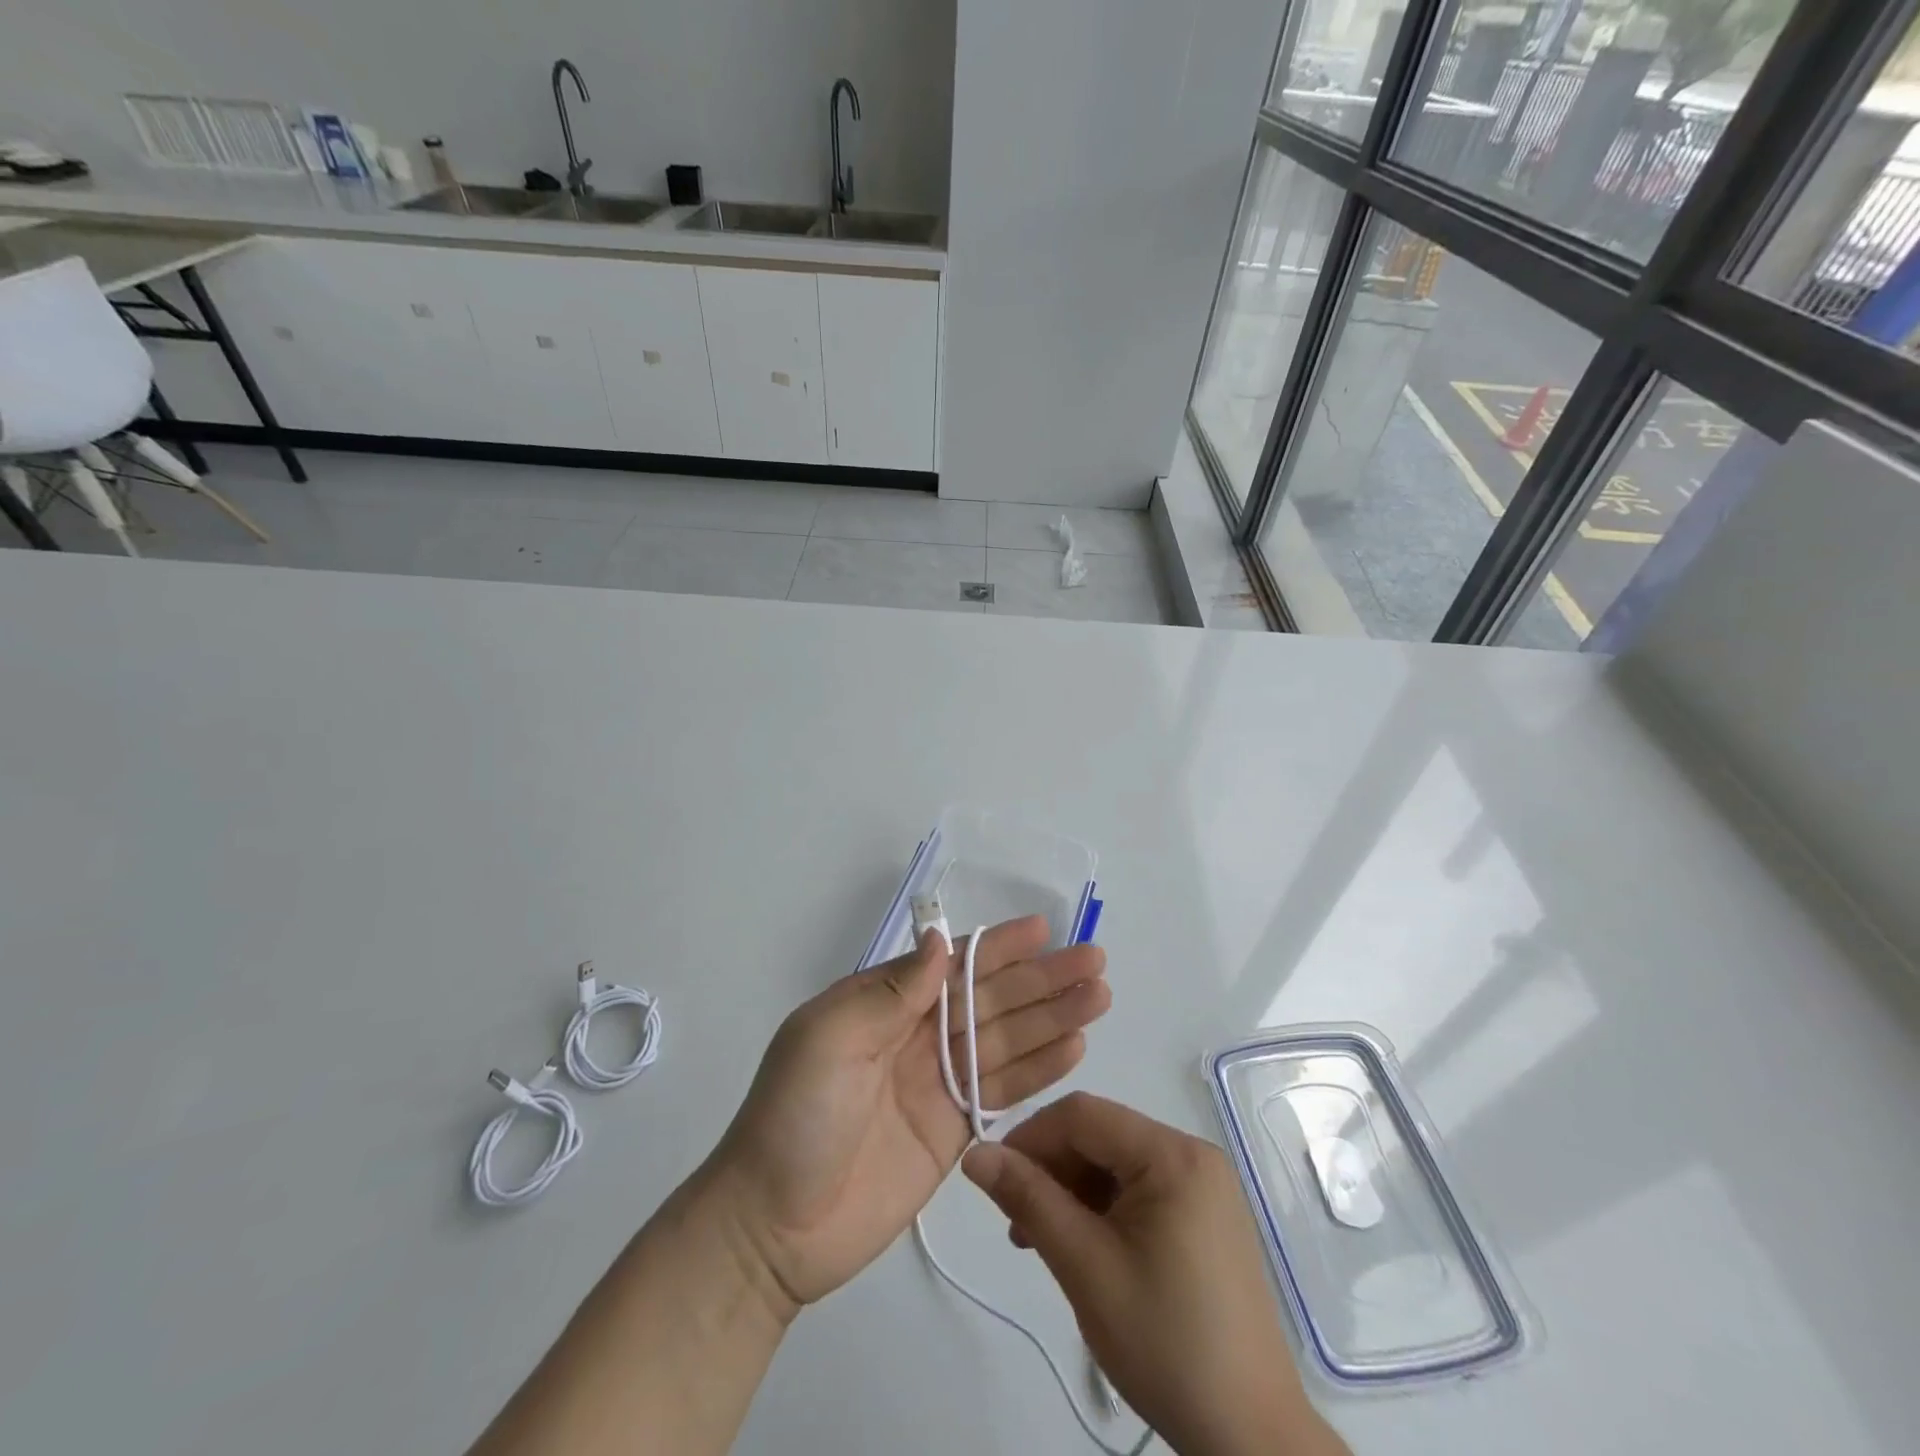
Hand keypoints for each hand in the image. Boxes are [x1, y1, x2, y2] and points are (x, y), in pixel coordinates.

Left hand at [704, 917, 1109, 1312]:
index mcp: (884, 1005)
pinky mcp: (953, 1131)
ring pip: (1006, 1041)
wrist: (773, 1229)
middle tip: (1094, 961)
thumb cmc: (794, 1117)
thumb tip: (940, 942)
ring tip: (1098, 996)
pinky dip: (1039, 1070)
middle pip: (990, 1000)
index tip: (1042, 929)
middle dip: (1041, 979)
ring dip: (1052, 1018)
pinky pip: (1003, 1091)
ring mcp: (938, 1083)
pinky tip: (1074, 1048)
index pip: (952, 965)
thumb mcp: (828, 1039)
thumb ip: (890, 992)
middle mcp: (916, 1036)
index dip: (997, 947)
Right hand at [961, 1094, 1348, 1455]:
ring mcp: (1203, 1185)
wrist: (1249, 1436)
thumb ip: (1028, 1200)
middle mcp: (1192, 1154)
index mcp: (1173, 1154)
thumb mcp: (1085, 1267)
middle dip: (1050, 1168)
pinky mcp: (1204, 1215)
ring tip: (1038, 1239)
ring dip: (1071, 1190)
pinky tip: (1079, 1244)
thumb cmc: (1164, 1343)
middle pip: (1100, 1135)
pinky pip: (1138, 1188)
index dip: (1031, 1136)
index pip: (1083, 1115)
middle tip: (1015, 1220)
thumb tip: (974, 1153)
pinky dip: (1101, 1207)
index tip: (994, 1178)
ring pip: (1115, 1162)